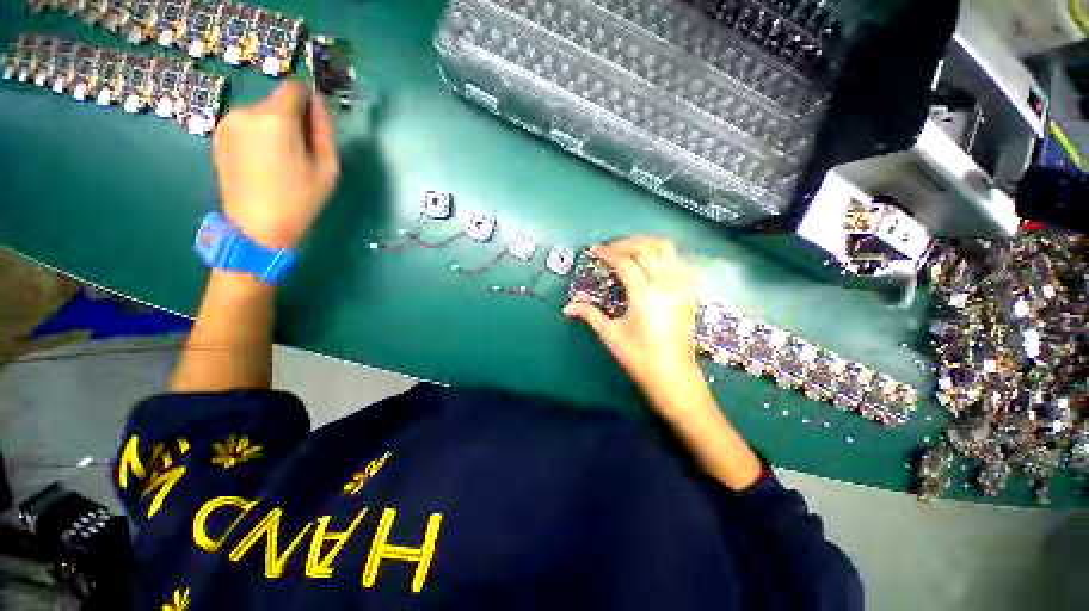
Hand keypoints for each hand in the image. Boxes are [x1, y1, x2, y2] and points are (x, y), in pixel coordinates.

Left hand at [212, 81, 338, 248]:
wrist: (256, 227)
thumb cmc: (300, 200)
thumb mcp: (327, 168)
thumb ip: (325, 131)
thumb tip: (319, 103)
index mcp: (276, 119)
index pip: (294, 87)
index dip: (309, 99)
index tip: (315, 122)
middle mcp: (246, 112)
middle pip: (278, 102)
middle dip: (292, 119)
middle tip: (301, 152)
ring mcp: (228, 123)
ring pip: (261, 114)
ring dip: (275, 128)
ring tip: (280, 161)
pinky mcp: (218, 136)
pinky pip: (247, 125)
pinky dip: (258, 136)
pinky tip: (262, 163)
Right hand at [563, 237, 702, 407]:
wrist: (674, 376)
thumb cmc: (639, 357)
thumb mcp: (610, 334)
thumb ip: (589, 314)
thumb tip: (567, 307)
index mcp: (644, 296)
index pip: (625, 262)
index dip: (608, 252)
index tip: (595, 250)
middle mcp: (666, 284)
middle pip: (646, 249)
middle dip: (624, 243)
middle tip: (609, 249)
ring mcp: (682, 286)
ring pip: (666, 248)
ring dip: (645, 242)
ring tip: (628, 248)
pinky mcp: (689, 291)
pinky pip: (678, 260)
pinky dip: (662, 253)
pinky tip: (650, 261)